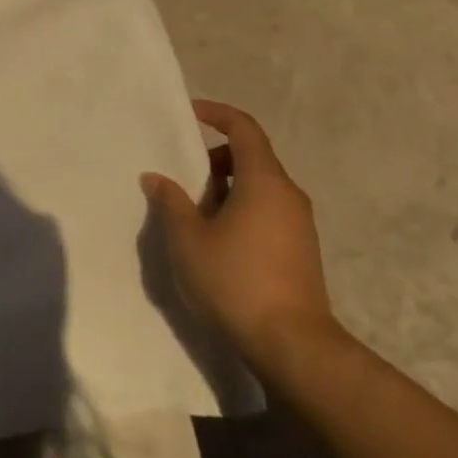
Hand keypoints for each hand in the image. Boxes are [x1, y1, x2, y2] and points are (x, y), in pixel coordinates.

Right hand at [141, 100, 344, 375]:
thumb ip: (171, 202)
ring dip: (226, 189)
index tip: (190, 113)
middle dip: (215, 160)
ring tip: (195, 216)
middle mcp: (288, 194)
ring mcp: (299, 224)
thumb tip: (157, 177)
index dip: (217, 114)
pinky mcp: (301, 250)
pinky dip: (241, 210)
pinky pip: (268, 211)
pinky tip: (218, 243)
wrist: (292, 344)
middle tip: (184, 180)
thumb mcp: (189, 240)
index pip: (243, 128)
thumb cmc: (236, 281)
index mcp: (264, 180)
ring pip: (259, 187)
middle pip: (251, 157)